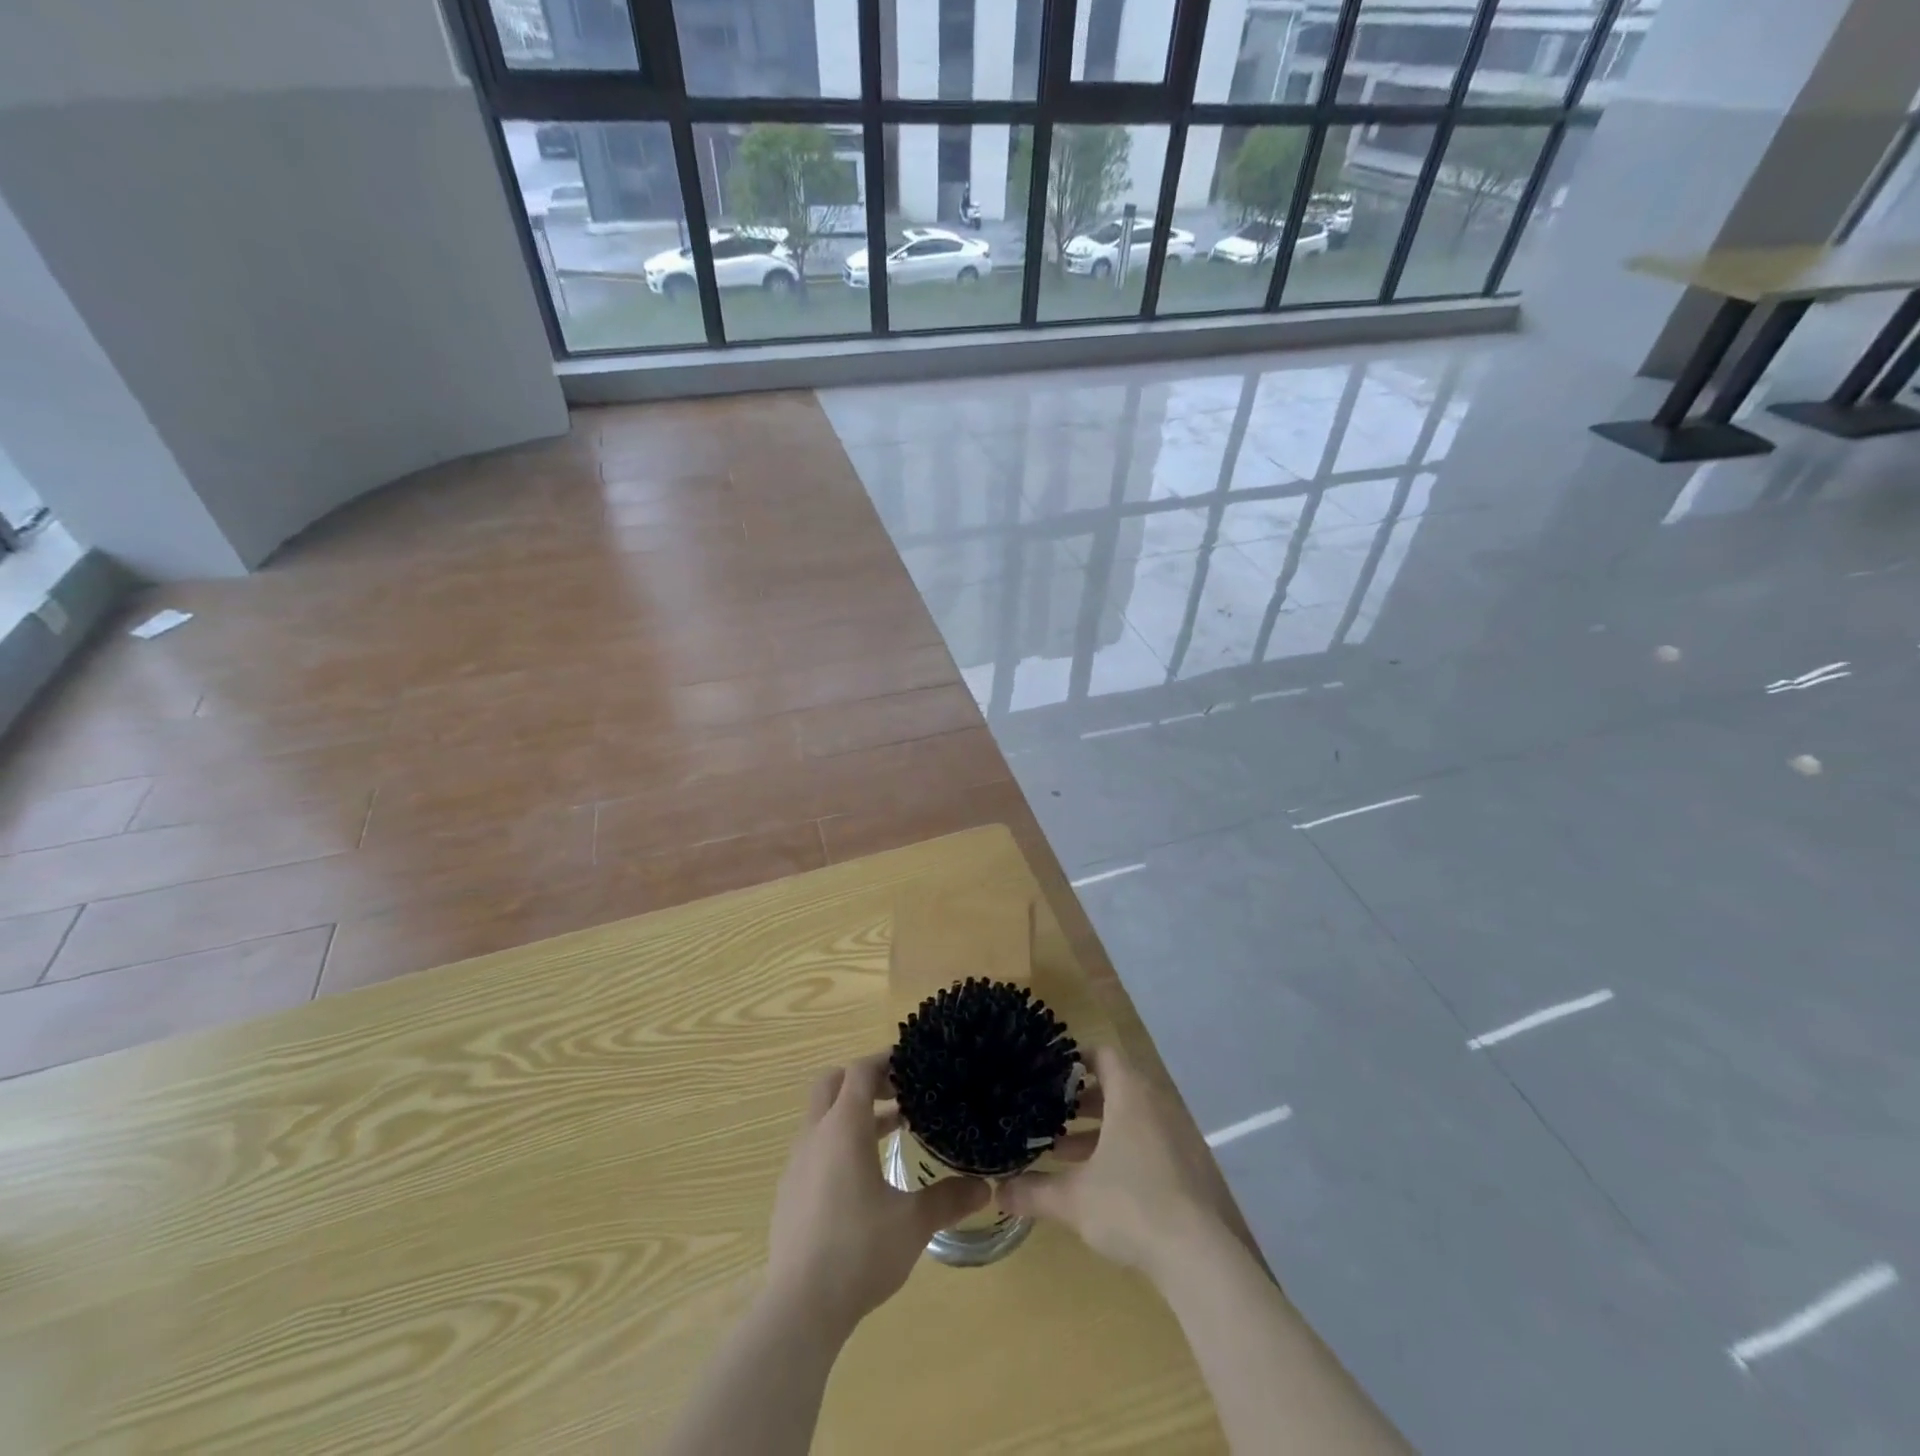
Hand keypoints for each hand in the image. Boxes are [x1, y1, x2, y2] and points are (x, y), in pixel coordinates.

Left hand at [765, 1052, 989, 1333]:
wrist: (799, 1308)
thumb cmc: (859, 1252)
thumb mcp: (913, 1223)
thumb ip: (949, 1199)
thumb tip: (985, 1187)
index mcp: (843, 1128)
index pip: (860, 1071)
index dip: (885, 1060)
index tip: (912, 1063)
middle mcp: (815, 1135)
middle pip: (832, 1083)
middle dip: (864, 1079)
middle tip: (898, 1092)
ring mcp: (797, 1164)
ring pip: (822, 1116)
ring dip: (853, 1113)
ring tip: (892, 1130)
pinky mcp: (789, 1191)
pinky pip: (814, 1147)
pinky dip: (838, 1142)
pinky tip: (863, 1177)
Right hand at [999, 1046, 1242, 1283]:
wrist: (1200, 1257)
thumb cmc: (1130, 1206)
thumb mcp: (1072, 1199)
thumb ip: (1033, 1191)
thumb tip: (996, 1191)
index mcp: (1130, 1095)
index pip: (1103, 1055)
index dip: (1076, 1059)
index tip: (1049, 1073)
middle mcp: (1156, 1105)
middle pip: (1116, 1086)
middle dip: (1081, 1100)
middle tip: (1049, 1113)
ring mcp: (1176, 1136)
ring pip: (1131, 1118)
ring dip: (1099, 1130)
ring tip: (1063, 1152)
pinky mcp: (1187, 1168)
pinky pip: (1148, 1142)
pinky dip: (1122, 1150)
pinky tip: (1098, 1183)